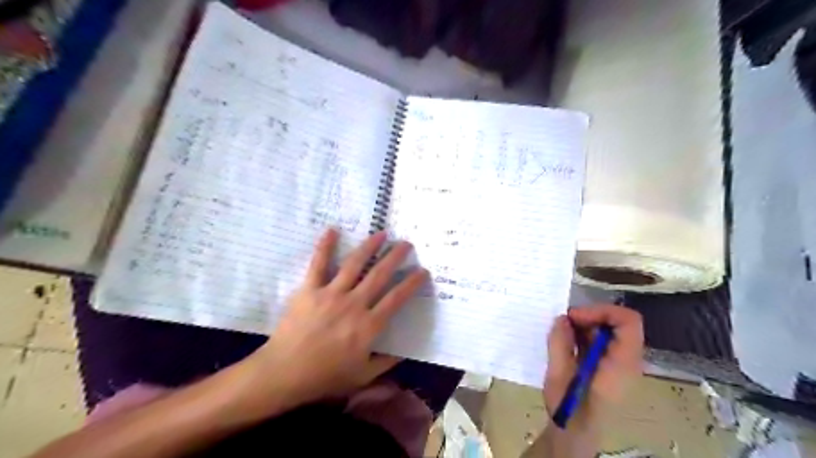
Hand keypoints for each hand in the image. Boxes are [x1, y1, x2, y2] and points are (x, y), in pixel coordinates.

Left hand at [240, 229, 427, 410]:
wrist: (284, 374)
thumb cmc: (325, 376)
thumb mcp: (362, 376)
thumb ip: (385, 363)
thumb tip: (404, 353)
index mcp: (368, 325)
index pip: (396, 298)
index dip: (412, 283)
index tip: (422, 271)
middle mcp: (353, 304)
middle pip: (379, 275)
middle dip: (395, 257)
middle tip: (406, 243)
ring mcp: (331, 294)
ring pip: (354, 264)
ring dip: (369, 247)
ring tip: (381, 233)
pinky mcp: (309, 290)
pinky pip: (318, 264)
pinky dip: (325, 246)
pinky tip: (332, 230)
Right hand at [540, 303, 643, 429]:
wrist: (576, 433)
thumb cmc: (569, 408)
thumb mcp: (558, 376)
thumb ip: (560, 345)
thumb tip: (562, 319)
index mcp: (621, 363)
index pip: (628, 322)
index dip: (602, 311)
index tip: (574, 317)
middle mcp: (627, 360)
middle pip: (618, 323)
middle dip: (590, 316)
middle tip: (564, 322)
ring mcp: (620, 362)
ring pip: (609, 329)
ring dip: (585, 325)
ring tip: (562, 332)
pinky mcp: (610, 365)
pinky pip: (602, 340)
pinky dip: (584, 334)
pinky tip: (567, 341)